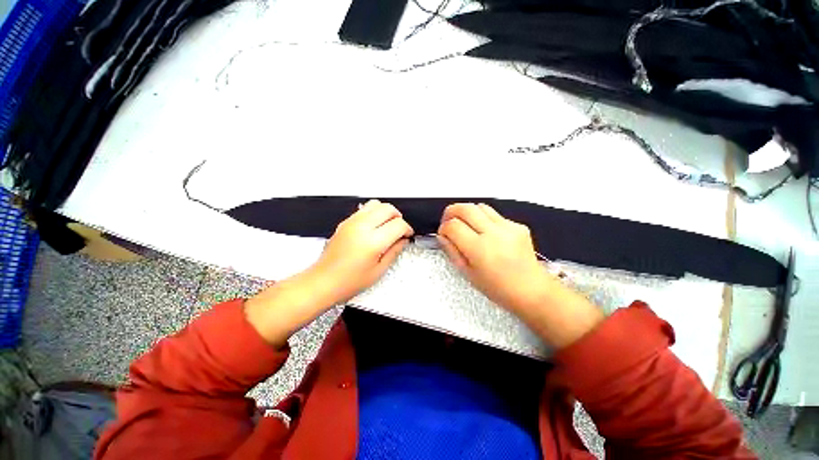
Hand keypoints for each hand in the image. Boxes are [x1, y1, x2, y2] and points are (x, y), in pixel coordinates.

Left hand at [310, 199, 413, 303]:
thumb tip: (403, 240)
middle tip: (399, 229)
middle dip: (398, 217)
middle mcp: (362, 227)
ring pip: (376, 204)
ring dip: (386, 212)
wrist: (323, 281)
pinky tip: (374, 226)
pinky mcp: (345, 222)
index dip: (407, 229)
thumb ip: (394, 251)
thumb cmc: (349, 281)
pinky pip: (364, 209)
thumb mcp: (379, 270)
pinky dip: (373, 213)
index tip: (407, 235)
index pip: (398, 224)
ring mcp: (352, 222)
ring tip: (387, 225)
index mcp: (373, 242)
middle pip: (388, 209)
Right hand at [436, 203, 548, 313]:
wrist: (532, 290)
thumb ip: (452, 251)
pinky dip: (484, 219)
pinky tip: (487, 234)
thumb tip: (442, 235)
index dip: (443, 227)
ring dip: (468, 212)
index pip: (453, 226)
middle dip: (451, 211)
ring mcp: (508, 227)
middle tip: (448, 220)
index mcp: (479, 249)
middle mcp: (494, 233)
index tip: (443, 233)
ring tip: (466, 225)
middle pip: (466, 208)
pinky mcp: (518, 225)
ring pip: (480, 206)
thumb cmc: (497, 288)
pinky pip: (495, 215)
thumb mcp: (468, 273)